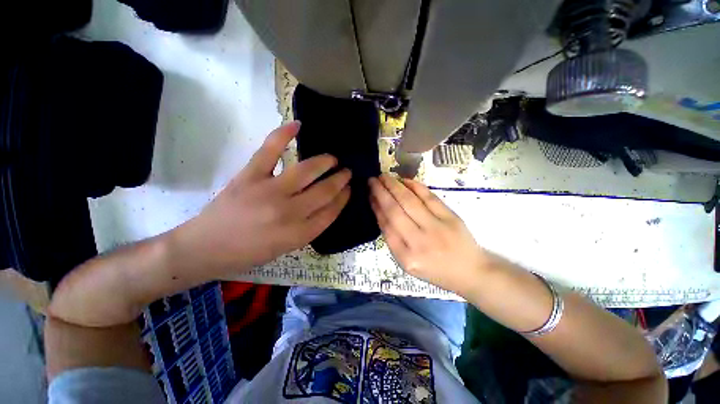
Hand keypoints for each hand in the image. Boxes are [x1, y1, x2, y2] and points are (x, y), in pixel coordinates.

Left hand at [174, 122, 350, 275]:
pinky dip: (283, 134)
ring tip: (333, 159)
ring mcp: (268, 191)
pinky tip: (298, 125)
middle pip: (324, 191)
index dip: (344, 198)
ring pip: (306, 170)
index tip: (349, 189)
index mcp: (298, 233)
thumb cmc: (250, 252)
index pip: (331, 211)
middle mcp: (289, 212)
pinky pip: (270, 151)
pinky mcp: (249, 176)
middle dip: (340, 179)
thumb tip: (329, 204)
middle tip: (346, 172)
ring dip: (325, 162)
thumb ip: (311, 227)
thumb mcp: (288, 247)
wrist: (206, 247)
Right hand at [369, 174, 485, 296]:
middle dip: (380, 192)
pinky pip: (429, 197)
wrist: (469, 271)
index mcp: (406, 257)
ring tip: (384, 176)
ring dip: (394, 185)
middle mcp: (419, 242)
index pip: (386, 226)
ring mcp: (436, 228)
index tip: (369, 195)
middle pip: (394, 210)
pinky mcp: (450, 217)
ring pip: (409, 201)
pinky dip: (415, 186)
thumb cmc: (435, 269)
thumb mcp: (408, 262)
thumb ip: (393, 239)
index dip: (376, 207)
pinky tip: (404, 180)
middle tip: (372, 180)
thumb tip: (380, 210)